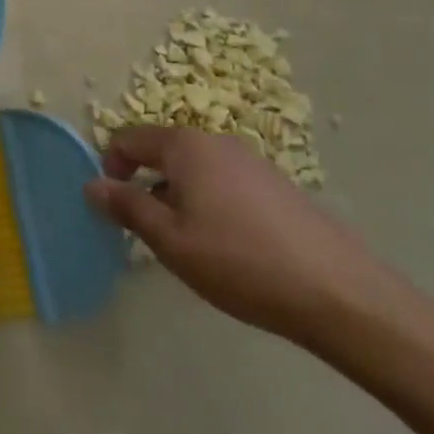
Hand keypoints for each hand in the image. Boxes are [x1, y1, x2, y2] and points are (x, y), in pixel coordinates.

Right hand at [83, 126, 402, 344]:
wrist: (341, 294)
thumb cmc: (240, 262)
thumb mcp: (171, 241)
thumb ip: (127, 208)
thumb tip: (92, 184)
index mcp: (184, 145)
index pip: (129, 139)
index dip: (111, 168)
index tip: (114, 208)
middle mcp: (216, 141)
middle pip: (163, 152)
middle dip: (147, 185)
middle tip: (152, 233)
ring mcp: (251, 161)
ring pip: (195, 170)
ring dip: (179, 197)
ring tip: (192, 246)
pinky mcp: (277, 185)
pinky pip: (225, 183)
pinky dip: (211, 204)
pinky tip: (230, 248)